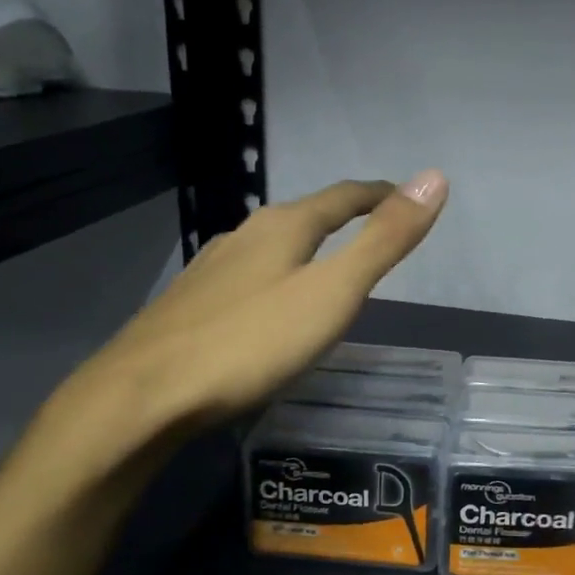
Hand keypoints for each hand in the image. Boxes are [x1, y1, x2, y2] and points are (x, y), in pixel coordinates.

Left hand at [47, 171, 448, 465]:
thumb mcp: (333, 293)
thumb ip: (384, 240)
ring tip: (327, 265)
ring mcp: (211, 269)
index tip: (405, 196)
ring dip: (306, 247)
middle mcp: (244, 236)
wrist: (140, 397)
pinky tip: (268, 305)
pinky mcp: (190, 304)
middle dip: (342, 218)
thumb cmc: (250, 343)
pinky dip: (275, 277)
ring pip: (271, 246)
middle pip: (305, 216)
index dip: (379, 194)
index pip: (343, 197)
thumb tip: (433, 177)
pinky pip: (247, 276)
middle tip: (372, 230)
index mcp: (283, 227)